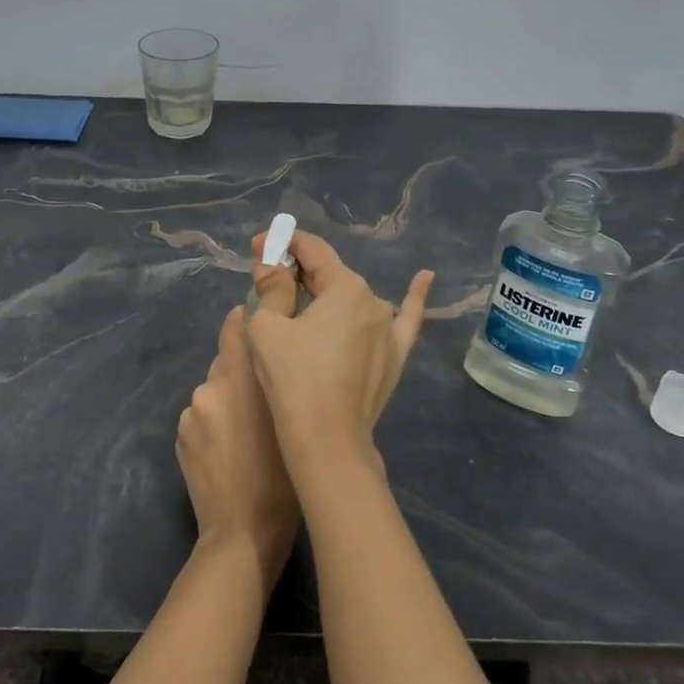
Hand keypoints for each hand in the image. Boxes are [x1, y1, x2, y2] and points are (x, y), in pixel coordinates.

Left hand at [176, 306, 300, 580]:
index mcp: (241, 377)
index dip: (247, 321)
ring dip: (227, 401)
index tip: (261, 326)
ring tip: (246, 433)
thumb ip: (278, 381)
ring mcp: (191, 412)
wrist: (242, 532)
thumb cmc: (284, 476)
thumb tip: (271, 355)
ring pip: (214, 392)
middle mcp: (210, 386)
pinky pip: (201, 417)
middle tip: (263, 400)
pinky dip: (213, 424)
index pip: (236, 326)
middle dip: (242, 373)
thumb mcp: (292, 420)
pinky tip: (228, 450)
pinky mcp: (180, 435)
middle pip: (226, 363)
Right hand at [245, 230, 432, 481]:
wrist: (327, 439)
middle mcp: (373, 301)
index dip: (282, 243)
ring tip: (303, 296)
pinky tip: (424, 280)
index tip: (258, 247)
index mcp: (344, 287)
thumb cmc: (291, 378)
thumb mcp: (266, 327)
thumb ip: (270, 287)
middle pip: (331, 274)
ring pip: (354, 300)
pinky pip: (405, 320)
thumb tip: (269, 263)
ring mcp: (389, 330)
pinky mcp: (395, 357)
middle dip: (299, 271)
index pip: (312, 250)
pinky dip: (412, 298)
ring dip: (329, 293)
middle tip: (269, 278)